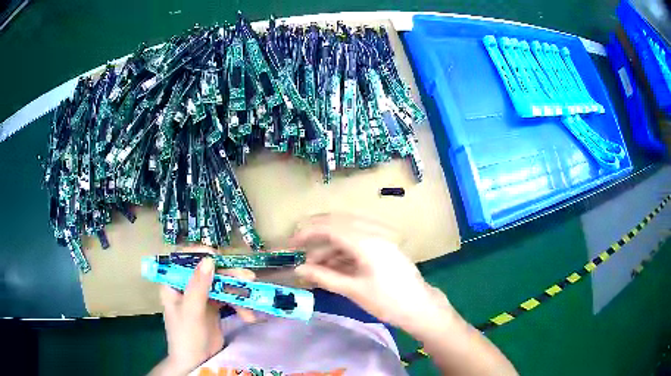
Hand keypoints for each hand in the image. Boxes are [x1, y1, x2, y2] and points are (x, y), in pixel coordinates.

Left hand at [153, 252, 255, 374]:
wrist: (197, 362)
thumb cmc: (187, 336)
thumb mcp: (191, 311)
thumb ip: (198, 286)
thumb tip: (209, 260)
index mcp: (173, 283)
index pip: (182, 259)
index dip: (198, 254)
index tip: (216, 256)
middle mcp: (186, 286)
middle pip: (207, 271)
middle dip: (228, 275)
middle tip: (248, 277)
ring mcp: (201, 296)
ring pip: (220, 284)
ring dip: (238, 291)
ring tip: (252, 299)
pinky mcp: (214, 306)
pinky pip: (228, 298)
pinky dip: (239, 305)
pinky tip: (248, 316)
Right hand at [290, 214, 454, 333]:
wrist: (419, 308)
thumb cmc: (387, 301)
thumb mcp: (353, 290)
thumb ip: (324, 276)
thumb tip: (299, 269)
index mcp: (366, 241)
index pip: (330, 227)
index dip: (308, 232)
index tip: (291, 243)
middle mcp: (374, 233)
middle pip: (339, 223)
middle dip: (316, 233)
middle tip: (298, 245)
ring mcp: (381, 238)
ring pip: (348, 233)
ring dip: (329, 245)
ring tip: (314, 265)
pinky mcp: (384, 247)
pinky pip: (357, 242)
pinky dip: (342, 251)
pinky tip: (331, 265)